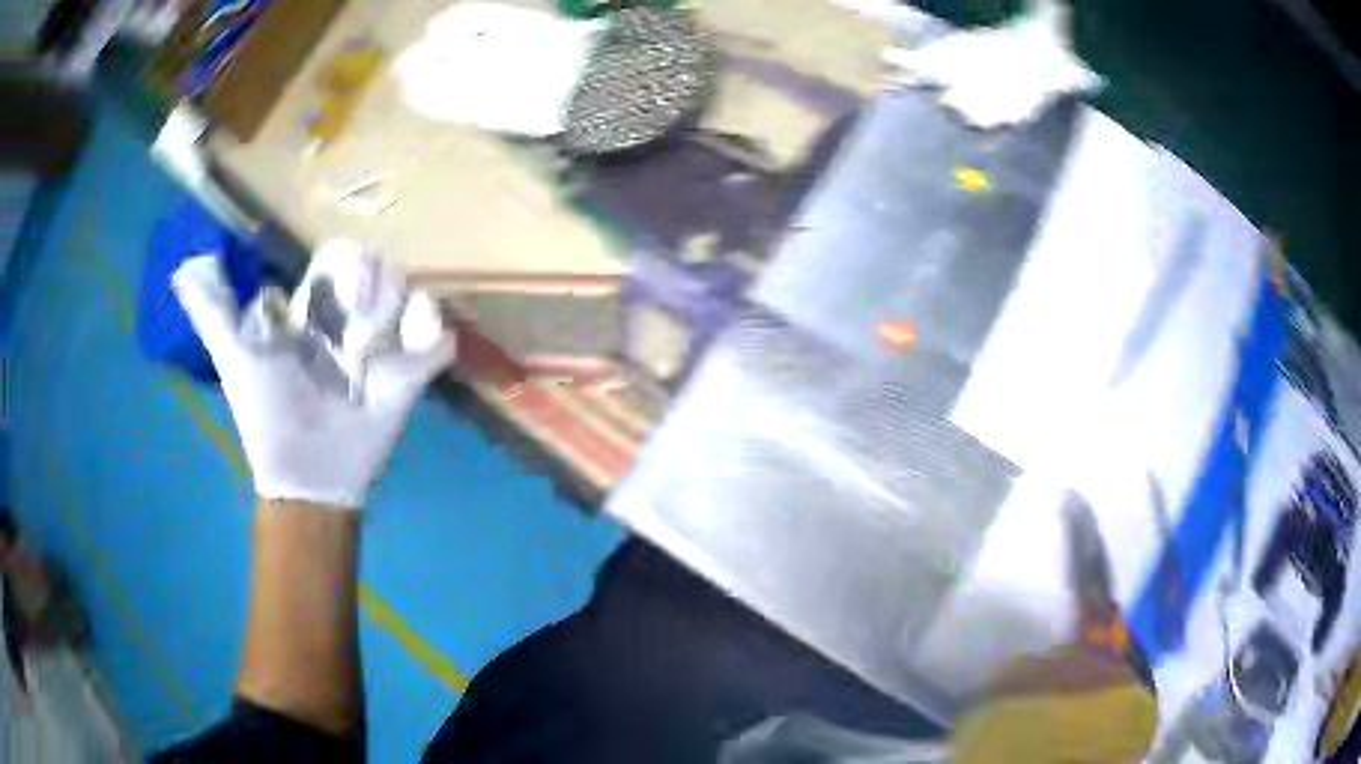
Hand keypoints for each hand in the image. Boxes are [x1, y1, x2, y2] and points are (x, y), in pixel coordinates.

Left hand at [172, 252, 453, 508]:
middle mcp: (351, 319)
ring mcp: (384, 345)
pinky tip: (409, 363)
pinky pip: (438, 339)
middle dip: (373, 291)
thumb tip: (185, 267)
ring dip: (395, 322)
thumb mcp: (235, 359)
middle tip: (358, 330)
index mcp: (312, 308)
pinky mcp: (412, 375)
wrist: (308, 477)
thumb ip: (213, 314)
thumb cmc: (267, 417)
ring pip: (410, 295)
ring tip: (374, 364)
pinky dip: (431, 344)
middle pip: (380, 268)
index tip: (336, 293)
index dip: (343, 265)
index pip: (339, 257)